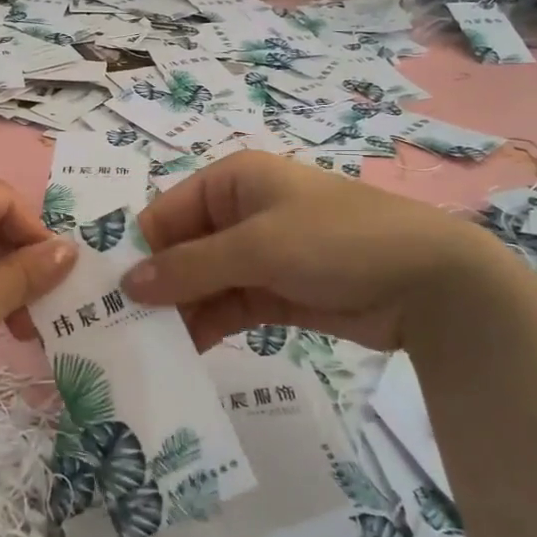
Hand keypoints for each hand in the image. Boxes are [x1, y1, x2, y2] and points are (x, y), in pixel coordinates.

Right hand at [122, 151, 509, 350]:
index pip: (165, 213)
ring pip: (201, 283)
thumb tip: (127, 284)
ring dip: (178, 312)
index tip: (107, 296)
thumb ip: (190, 267)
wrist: (429, 282)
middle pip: (180, 250)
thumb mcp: (258, 246)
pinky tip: (184, 355)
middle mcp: (239, 214)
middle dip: (155, 287)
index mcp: (231, 181)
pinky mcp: (274, 293)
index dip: (138, 251)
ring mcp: (258, 255)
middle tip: (119, 332)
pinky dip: (207, 327)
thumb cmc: (336, 240)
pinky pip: (227, 307)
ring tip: (145, 351)